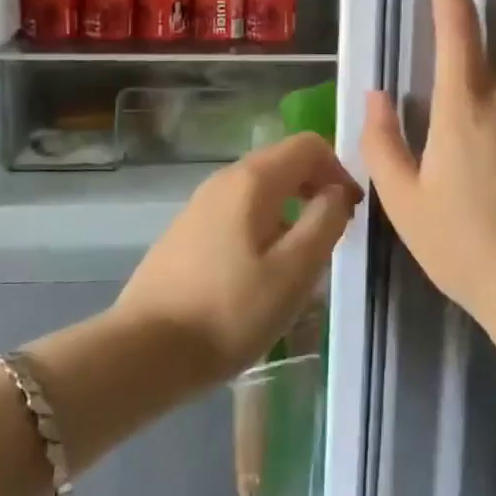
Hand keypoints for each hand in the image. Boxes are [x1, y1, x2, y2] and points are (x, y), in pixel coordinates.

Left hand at [113, 132, 362, 386]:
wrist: (145, 351)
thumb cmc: (230, 311)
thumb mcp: (295, 271)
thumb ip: (326, 221)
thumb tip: (337, 192)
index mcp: (253, 180)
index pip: (308, 145)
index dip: (339, 169)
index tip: (350, 211)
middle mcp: (224, 179)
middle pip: (283, 162)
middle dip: (316, 187)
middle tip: (332, 233)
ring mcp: (200, 204)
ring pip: (260, 189)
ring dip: (290, 209)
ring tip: (300, 258)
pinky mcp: (186, 231)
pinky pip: (237, 211)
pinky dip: (263, 224)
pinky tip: (260, 271)